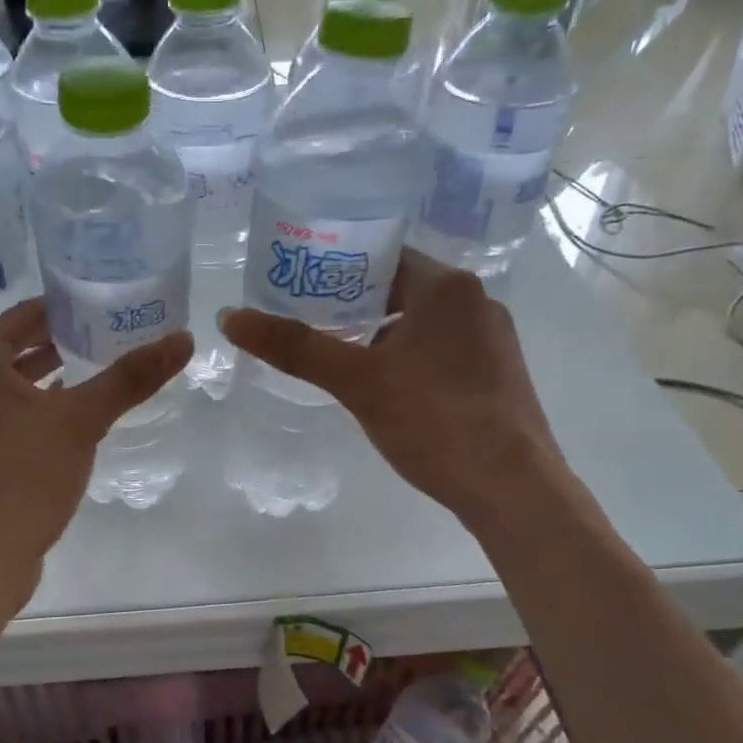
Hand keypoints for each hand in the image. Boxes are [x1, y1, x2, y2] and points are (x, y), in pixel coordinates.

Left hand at [0, 299, 191, 597]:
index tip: (112, 303)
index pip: (27, 312)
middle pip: (16, 343)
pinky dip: (35, 403)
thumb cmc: (21, 475)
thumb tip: (185, 337)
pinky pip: (5, 409)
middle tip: (112, 331)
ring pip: (10, 379)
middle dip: (62, 338)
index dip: (71, 307)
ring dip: (48, 371)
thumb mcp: (81, 420)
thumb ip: (131, 377)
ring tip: (97, 365)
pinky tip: (70, 412)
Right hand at [220, 250, 560, 521]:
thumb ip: (296, 348)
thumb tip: (231, 317)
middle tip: (305, 324)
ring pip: (421, 323)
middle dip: (353, 306)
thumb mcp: (357, 381)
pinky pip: (440, 351)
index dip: (336, 268)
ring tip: (337, 357)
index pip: (381, 256)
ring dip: (379, 335)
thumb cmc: (434, 420)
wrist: (511, 486)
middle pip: (400, 289)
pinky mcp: (497, 375)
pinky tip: (384, 389)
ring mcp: (492, 340)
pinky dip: (407, 358)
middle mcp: (476, 302)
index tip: (297, 286)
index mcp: (447, 287)